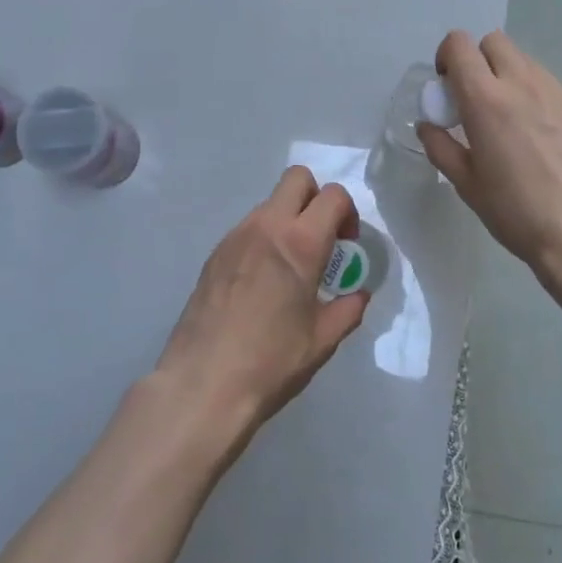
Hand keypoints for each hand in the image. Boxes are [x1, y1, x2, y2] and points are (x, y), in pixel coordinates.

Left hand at [154, 167, 369, 450]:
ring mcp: (235, 237)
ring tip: (290, 266)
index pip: (333, 195)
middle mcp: (266, 227)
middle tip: (321, 238)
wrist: (203, 383)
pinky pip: (247, 228)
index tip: (347, 243)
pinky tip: (262, 281)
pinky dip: (264, 238)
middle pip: (297, 178)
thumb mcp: (322, 340)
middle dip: (316, 197)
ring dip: (288, 219)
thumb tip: (358, 293)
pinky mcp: (214, 253)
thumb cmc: (271, 362)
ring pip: (269, 203)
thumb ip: (348, 309)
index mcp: (300, 243)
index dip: (348, 212)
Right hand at [419, 30, 561, 301]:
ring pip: (525, 62)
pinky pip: (551, 88)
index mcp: (486, 100)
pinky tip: (542, 141)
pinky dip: (536, 99)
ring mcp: (559, 94)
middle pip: (495, 42)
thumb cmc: (518, 213)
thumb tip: (427, 126)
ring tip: (509, 123)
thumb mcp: (467, 185)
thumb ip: (441, 148)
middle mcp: (523, 84)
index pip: (459, 45)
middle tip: (475, 100)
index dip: (447, 58)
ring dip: (508, 78)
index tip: (447, 88)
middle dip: (478, 61)